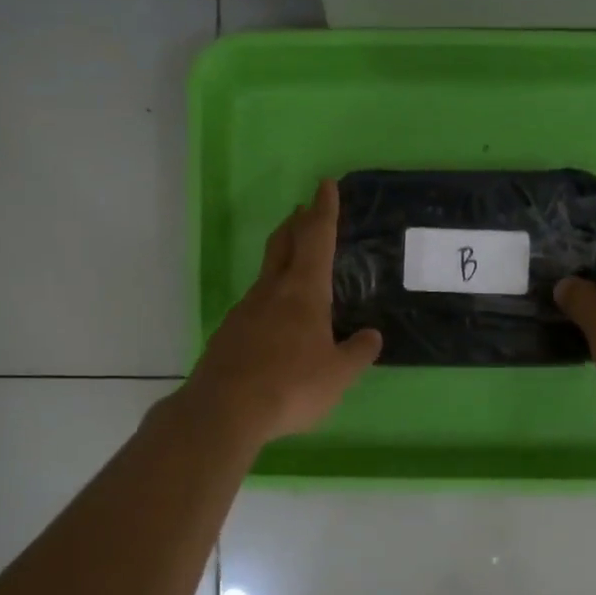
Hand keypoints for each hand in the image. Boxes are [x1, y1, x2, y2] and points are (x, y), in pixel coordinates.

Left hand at [182, 179, 381, 446]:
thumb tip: (371, 336)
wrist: (224, 409)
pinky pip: (254, 303)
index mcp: (303, 292)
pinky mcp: (228, 333)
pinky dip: (269, 296)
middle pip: (284, 244)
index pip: (316, 239)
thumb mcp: (338, 374)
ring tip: (294, 261)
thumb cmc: (290, 386)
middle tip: (304, 210)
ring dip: (281, 257)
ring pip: (267, 273)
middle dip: (297, 223)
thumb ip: (358, 353)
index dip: (324, 211)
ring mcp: (245, 310)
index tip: (325, 185)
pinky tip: (274, 317)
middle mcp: (271, 291)